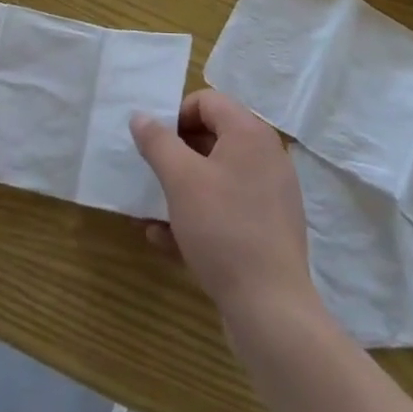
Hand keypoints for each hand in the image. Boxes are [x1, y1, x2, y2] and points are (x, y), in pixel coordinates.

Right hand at [131, 90, 317, 320]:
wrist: (271, 310)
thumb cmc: (223, 229)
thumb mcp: (180, 179)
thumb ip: (157, 142)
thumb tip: (141, 116)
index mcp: (250, 134)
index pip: (207, 101)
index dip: (176, 115)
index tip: (154, 143)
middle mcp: (266, 156)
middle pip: (213, 137)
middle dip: (177, 154)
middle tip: (152, 173)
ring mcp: (271, 195)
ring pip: (218, 177)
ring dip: (183, 188)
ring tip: (152, 208)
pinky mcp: (270, 230)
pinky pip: (228, 209)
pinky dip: (199, 216)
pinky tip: (166, 239)